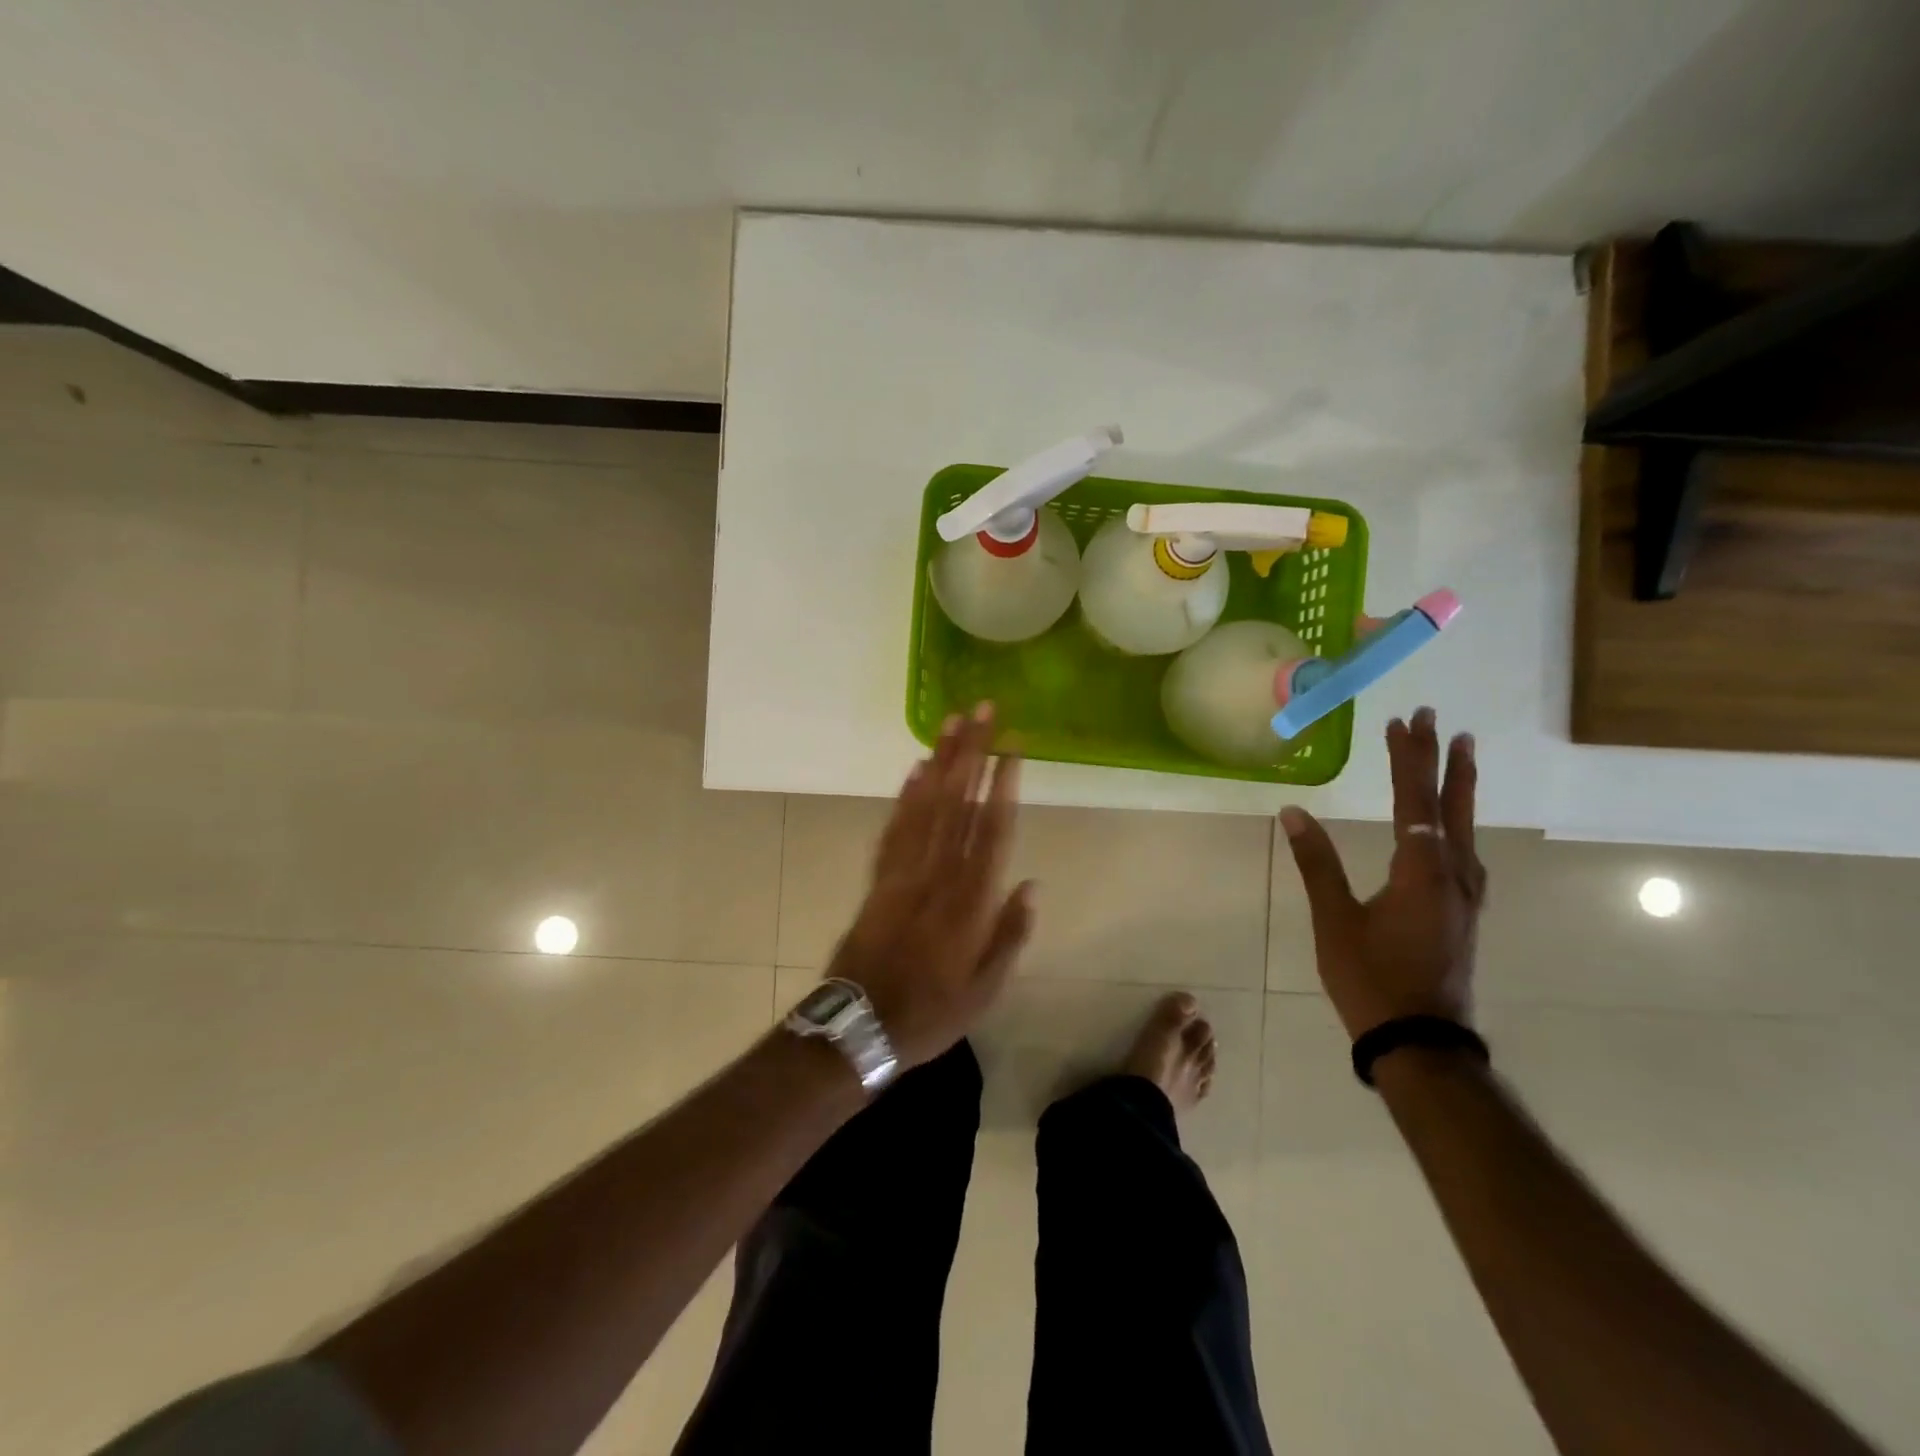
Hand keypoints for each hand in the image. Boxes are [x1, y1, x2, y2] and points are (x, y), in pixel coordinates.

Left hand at [824, 704, 1033, 1068]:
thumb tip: (1032, 884)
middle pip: (957, 803)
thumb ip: (1010, 935)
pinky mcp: (878, 877)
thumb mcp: (985, 990)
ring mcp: (902, 872)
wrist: (859, 1025)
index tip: (1012, 748)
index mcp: (968, 901)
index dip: (1002, 786)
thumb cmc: (930, 1012)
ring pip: (924, 805)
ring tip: (952, 723)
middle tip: (982, 711)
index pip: (990, 830)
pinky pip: (894, 827)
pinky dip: (905, 795)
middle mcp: (936, 875)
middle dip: (972, 753)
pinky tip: (916, 769)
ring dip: (940, 761)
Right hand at [1279, 706, 1484, 1038]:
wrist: (1422, 1043)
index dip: (1407, 758)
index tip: (1403, 720)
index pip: (1415, 800)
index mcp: (1422, 871)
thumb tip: (1293, 812)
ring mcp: (1465, 896)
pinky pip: (1465, 851)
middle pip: (1449, 805)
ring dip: (1459, 787)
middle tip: (1439, 720)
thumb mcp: (1335, 921)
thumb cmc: (1372, 979)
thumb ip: (1317, 863)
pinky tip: (1454, 828)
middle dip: (1442, 760)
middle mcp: (1453, 875)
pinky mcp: (1463, 913)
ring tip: (1459, 755)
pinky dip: (1459, 822)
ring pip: (1464, 828)